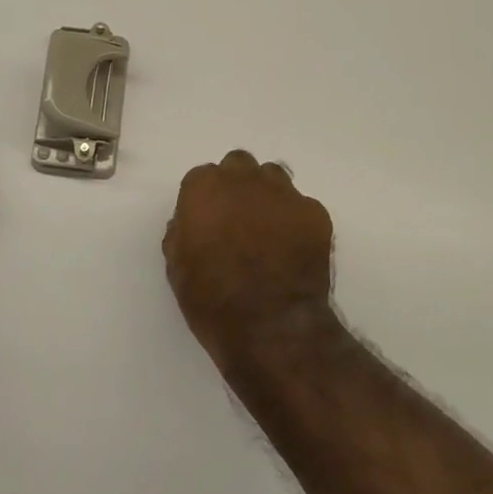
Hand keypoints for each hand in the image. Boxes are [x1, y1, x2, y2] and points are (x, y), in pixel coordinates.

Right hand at [163, 150, 334, 357]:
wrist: (270, 327)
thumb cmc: (212, 300)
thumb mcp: (177, 267)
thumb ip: (182, 232)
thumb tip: (190, 223)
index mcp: (205, 189)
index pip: (202, 177)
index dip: (204, 201)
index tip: (207, 222)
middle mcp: (244, 180)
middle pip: (239, 166)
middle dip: (237, 186)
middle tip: (237, 219)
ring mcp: (284, 194)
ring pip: (273, 178)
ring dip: (266, 195)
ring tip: (268, 229)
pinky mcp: (315, 213)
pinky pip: (301, 205)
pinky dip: (295, 220)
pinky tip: (293, 248)